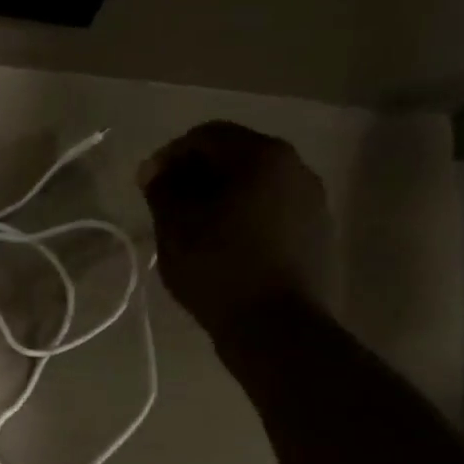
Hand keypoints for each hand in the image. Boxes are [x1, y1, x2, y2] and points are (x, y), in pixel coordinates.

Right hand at [139, 121, 329, 356]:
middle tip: (167, 206)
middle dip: (197, 175)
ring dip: (222, 196)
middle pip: (236, 156)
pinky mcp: (317, 231)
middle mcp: (296, 167)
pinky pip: (272, 209)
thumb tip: (154, 171)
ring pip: (256, 184)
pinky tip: (225, 245)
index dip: (170, 156)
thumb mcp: (176, 229)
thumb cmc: (219, 270)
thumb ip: (162, 190)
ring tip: (195, 228)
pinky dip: (245, 216)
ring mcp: (312, 199)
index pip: (207, 136)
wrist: (276, 328)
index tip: (146, 185)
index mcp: (262, 157)